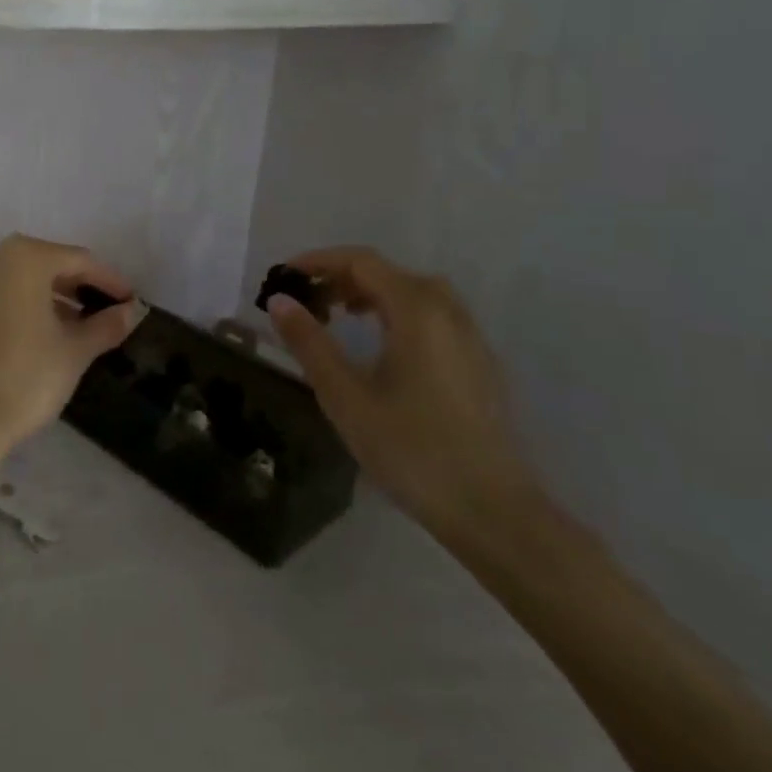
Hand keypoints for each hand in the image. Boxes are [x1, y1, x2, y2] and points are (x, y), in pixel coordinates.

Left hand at [0, 235, 140, 482]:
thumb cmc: (25, 378)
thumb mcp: (75, 352)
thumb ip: (105, 325)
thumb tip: (129, 312)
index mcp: (23, 258)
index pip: (78, 261)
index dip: (108, 281)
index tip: (129, 301)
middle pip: (42, 266)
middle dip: (73, 288)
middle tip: (100, 313)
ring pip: (12, 284)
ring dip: (42, 300)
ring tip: (68, 328)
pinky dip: (12, 312)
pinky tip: (27, 340)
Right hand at [265, 247, 541, 552]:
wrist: (491, 510)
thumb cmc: (410, 448)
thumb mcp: (344, 395)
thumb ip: (309, 342)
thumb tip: (279, 300)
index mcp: (417, 311)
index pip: (362, 262)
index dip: (318, 261)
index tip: (282, 276)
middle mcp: (449, 313)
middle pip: (389, 273)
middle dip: (342, 277)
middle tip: (307, 302)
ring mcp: (470, 338)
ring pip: (414, 294)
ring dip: (371, 294)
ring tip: (338, 318)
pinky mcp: (478, 364)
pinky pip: (432, 317)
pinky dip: (397, 313)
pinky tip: (380, 348)